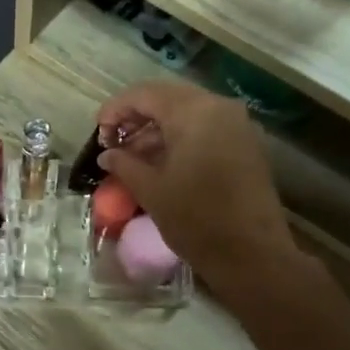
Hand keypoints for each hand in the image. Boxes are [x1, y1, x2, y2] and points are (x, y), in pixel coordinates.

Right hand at [94, 82, 298, 291]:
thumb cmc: (196, 220)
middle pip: (167, 98)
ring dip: (156, 129)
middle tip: (112, 142)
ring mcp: (237, 125)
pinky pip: (204, 128)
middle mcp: (219, 107)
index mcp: (194, 112)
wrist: (252, 254)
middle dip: (135, 117)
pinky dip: (179, 138)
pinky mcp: (245, 145)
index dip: (115, 110)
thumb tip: (107, 154)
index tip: (98, 134)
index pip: (144, 94)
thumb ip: (124, 164)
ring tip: (131, 157)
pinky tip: (159, 162)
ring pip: (186, 112)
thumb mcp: (151, 190)